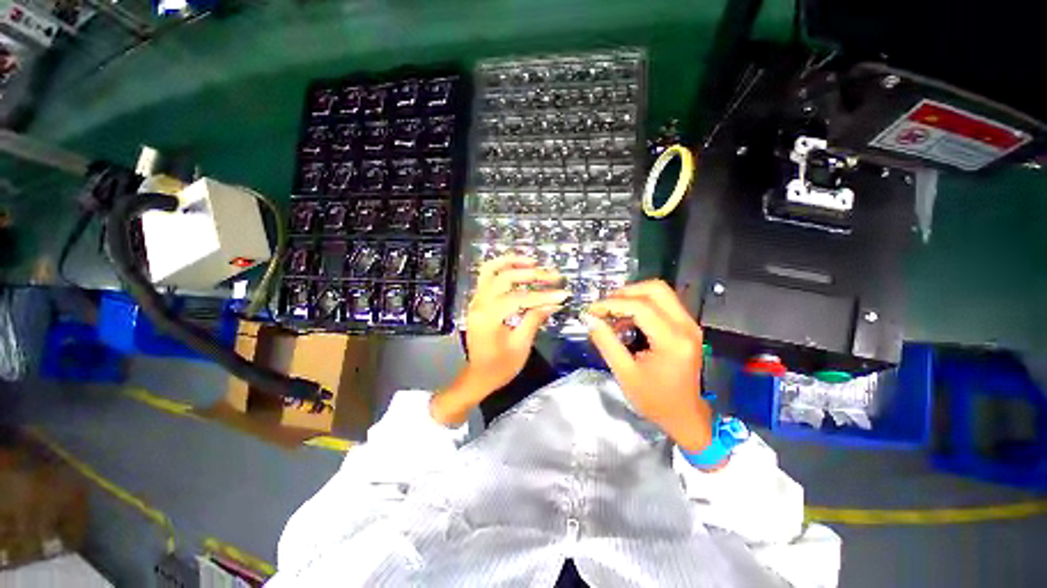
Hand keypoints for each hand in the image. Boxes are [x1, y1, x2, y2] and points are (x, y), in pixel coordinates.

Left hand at [431, 255, 568, 425]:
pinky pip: (487, 277)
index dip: (543, 295)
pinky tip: (518, 268)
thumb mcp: (521, 345)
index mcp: (489, 317)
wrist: (478, 376)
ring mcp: (476, 300)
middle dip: (531, 274)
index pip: (519, 298)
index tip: (563, 294)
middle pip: (505, 278)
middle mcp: (479, 304)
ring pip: (490, 270)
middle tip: (553, 275)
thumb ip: (535, 319)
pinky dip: (502, 268)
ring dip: (512, 262)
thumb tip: (553, 303)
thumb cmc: (500, 366)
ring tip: (533, 261)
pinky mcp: (478, 301)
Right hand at [583, 280, 712, 452]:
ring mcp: (689, 324)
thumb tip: (589, 319)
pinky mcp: (686, 326)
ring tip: (612, 312)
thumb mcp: (625, 373)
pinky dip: (641, 305)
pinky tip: (626, 319)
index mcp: (673, 340)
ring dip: (633, 296)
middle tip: (604, 306)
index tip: (592, 310)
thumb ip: (606, 342)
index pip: (641, 307)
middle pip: (656, 289)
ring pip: (660, 292)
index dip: (612, 304)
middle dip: (625, 292)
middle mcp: (686, 326)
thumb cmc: (654, 400)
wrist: (685, 416)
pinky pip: (663, 303)